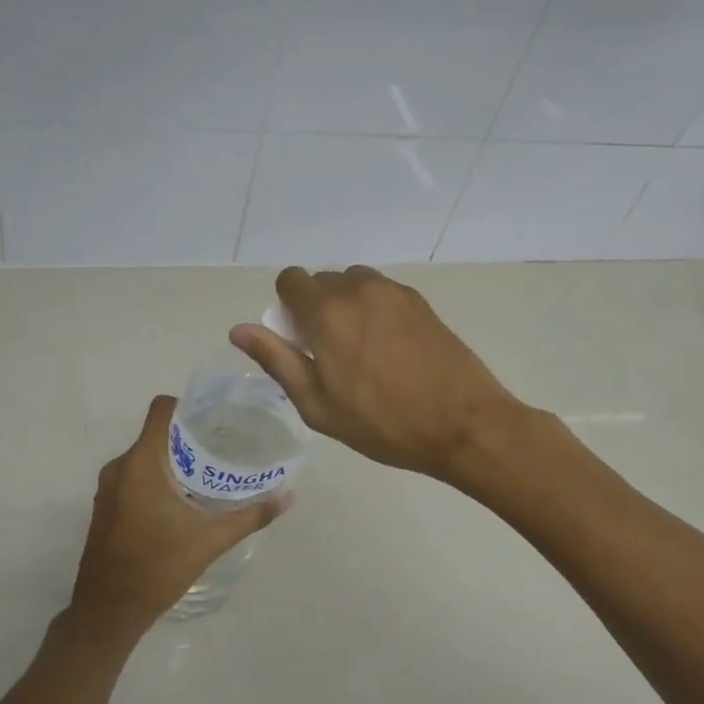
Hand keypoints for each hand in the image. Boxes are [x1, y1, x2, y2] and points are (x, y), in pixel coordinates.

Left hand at [69, 395, 289, 641]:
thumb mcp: (210, 541)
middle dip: (188, 436)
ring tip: (207, 472)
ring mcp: (108, 488)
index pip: (161, 410)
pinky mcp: (105, 506)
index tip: (216, 417)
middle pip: (156, 433)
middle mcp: (120, 467)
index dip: (187, 405)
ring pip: (144, 457)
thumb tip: (288, 497)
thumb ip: (251, 516)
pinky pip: (134, 476)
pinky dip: (157, 478)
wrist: (108, 611)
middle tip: (223, 446)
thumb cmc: (158, 567)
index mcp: (141, 463)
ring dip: (172, 459)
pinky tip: (182, 499)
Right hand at [230, 266, 524, 482]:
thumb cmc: (384, 423)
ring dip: (347, 306)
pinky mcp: (420, 301)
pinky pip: (382, 293)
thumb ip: (277, 360)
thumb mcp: (318, 405)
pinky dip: (374, 310)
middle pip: (323, 281)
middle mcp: (359, 289)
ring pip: (354, 284)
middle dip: (316, 308)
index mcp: (327, 313)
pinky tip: (391, 349)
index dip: (287, 306)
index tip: (299, 339)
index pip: (291, 280)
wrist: (464, 423)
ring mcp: (394, 292)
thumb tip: (239, 330)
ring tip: (363, 351)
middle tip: (331, 354)